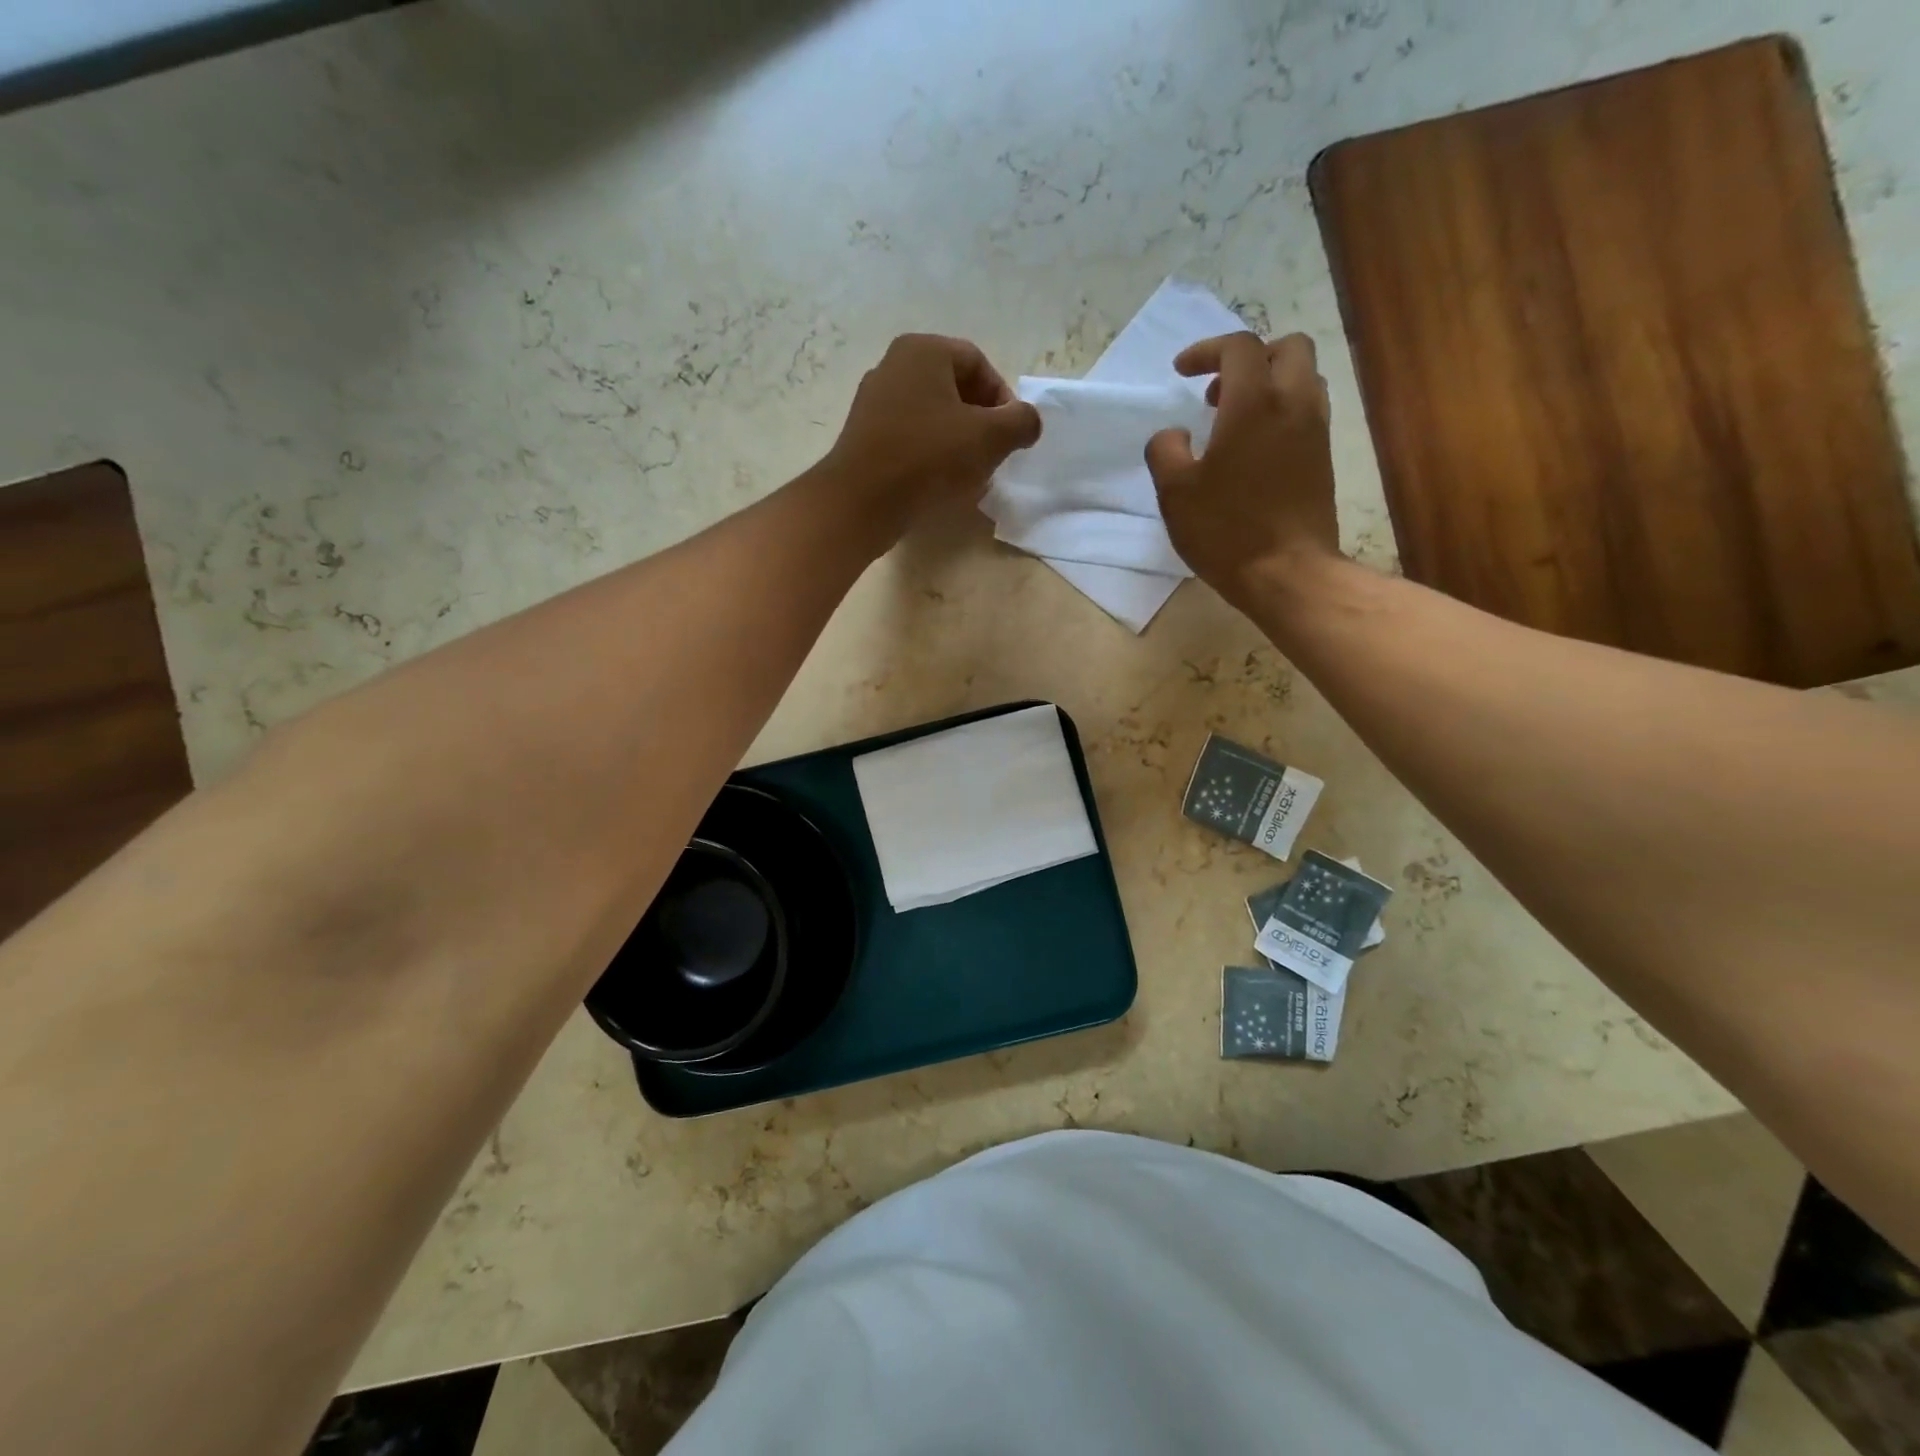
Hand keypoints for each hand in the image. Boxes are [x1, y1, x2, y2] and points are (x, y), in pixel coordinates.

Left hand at [823, 334, 1041, 532]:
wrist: (862, 501)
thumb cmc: (928, 458)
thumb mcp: (989, 437)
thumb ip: (1020, 422)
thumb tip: (1028, 421)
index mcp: (923, 351)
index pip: (978, 364)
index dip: (1003, 399)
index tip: (1011, 435)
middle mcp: (893, 366)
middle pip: (954, 390)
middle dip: (980, 423)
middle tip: (993, 456)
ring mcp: (873, 402)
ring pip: (932, 417)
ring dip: (957, 443)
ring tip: (969, 476)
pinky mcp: (864, 438)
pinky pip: (909, 440)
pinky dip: (930, 457)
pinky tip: (939, 485)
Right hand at [1145, 332, 1339, 613]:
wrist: (1288, 573)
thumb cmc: (1226, 530)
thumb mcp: (1175, 492)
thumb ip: (1165, 451)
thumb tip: (1174, 434)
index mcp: (1254, 403)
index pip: (1239, 347)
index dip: (1207, 350)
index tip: (1181, 372)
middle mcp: (1294, 403)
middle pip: (1287, 348)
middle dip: (1251, 357)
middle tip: (1218, 389)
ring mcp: (1316, 431)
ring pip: (1304, 379)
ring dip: (1270, 383)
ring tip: (1236, 418)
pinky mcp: (1324, 458)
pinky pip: (1308, 412)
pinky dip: (1282, 412)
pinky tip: (1255, 448)